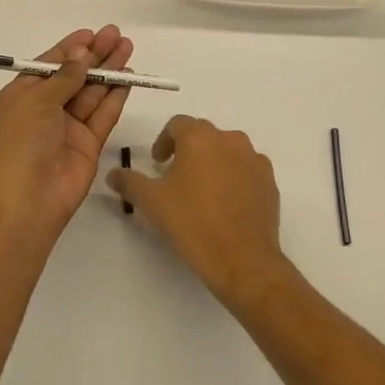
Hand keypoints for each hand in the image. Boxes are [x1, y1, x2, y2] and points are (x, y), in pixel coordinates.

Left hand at [0, 26, 134, 240]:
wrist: (27, 200)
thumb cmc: (20, 143)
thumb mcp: (35, 100)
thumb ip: (63, 76)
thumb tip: (81, 53)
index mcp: (20, 98)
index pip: (47, 66)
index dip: (69, 49)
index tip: (90, 33)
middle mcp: (43, 111)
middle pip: (74, 77)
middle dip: (94, 55)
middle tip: (116, 34)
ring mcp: (67, 128)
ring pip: (92, 93)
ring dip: (109, 71)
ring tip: (128, 48)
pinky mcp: (88, 145)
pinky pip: (103, 115)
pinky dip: (116, 96)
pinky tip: (129, 77)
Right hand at [108, 116, 287, 309]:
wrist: (243, 260)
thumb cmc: (192, 223)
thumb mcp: (151, 202)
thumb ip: (129, 182)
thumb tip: (114, 174)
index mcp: (199, 138)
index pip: (177, 124)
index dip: (163, 141)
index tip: (157, 164)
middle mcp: (230, 140)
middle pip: (204, 135)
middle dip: (188, 150)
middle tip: (176, 177)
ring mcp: (254, 160)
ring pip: (228, 150)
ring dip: (213, 162)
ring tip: (202, 191)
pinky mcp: (269, 181)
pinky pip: (247, 170)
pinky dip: (234, 178)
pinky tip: (225, 204)